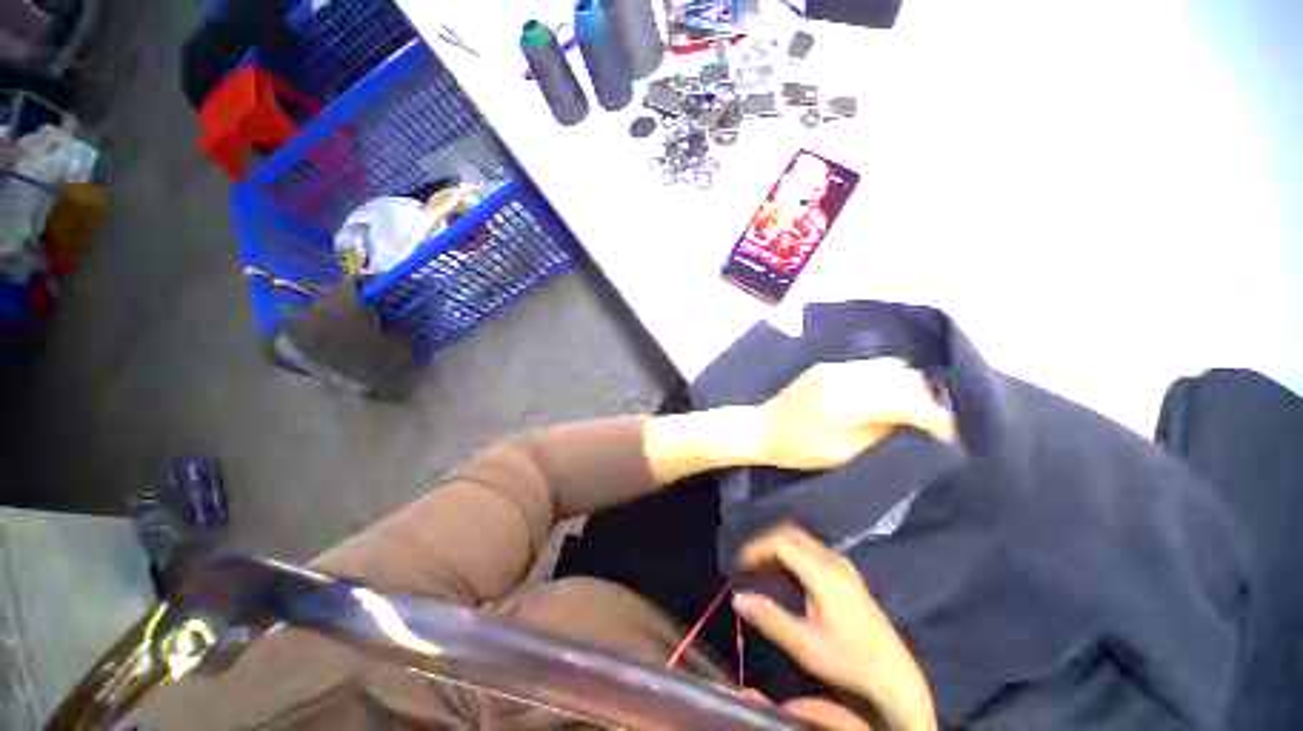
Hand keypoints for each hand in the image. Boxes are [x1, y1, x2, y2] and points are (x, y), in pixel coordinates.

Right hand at [734, 525, 936, 730]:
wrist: (896, 677)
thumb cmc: (849, 661)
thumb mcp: (805, 645)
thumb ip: (769, 618)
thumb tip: (737, 597)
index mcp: (822, 573)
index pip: (780, 542)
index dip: (756, 548)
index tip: (740, 565)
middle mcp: (833, 560)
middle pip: (791, 534)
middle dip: (766, 543)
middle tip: (749, 564)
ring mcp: (843, 565)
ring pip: (802, 540)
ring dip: (779, 547)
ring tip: (762, 568)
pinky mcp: (848, 574)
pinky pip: (812, 549)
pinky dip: (792, 553)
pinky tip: (787, 575)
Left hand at [755, 359, 954, 470]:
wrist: (763, 428)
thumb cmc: (799, 449)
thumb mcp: (845, 453)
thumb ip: (883, 434)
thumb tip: (917, 425)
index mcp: (847, 400)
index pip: (908, 399)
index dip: (935, 418)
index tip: (947, 438)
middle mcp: (844, 375)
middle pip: (905, 377)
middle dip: (927, 400)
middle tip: (932, 426)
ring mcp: (835, 366)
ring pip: (891, 366)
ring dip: (909, 387)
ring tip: (913, 412)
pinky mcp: (829, 365)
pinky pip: (872, 365)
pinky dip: (889, 379)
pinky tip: (889, 396)